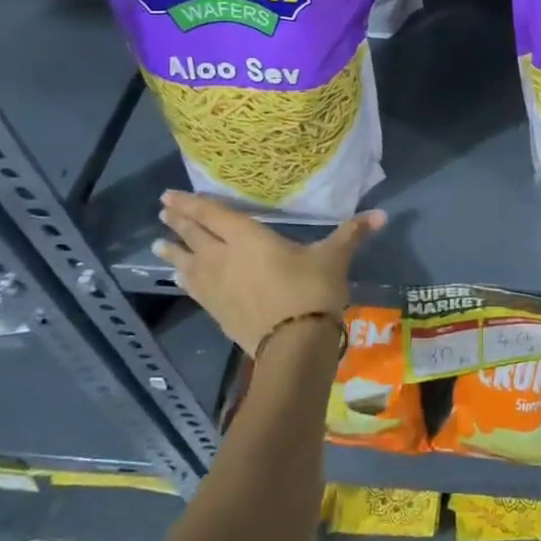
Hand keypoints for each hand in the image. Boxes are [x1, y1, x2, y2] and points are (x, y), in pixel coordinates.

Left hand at [153, 192, 384, 355]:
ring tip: (157, 244)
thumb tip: (382, 214)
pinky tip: (179, 278)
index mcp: (248, 238)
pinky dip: (184, 278)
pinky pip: (194, 288)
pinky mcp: (217, 311)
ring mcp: (216, 287)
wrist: (294, 345)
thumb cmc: (312, 291)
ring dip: (172, 251)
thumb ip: (352, 233)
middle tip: (162, 210)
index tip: (170, 195)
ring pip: (187, 263)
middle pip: (194, 235)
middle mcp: (224, 257)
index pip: (212, 215)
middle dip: (178, 222)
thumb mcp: (334, 257)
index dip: (191, 204)